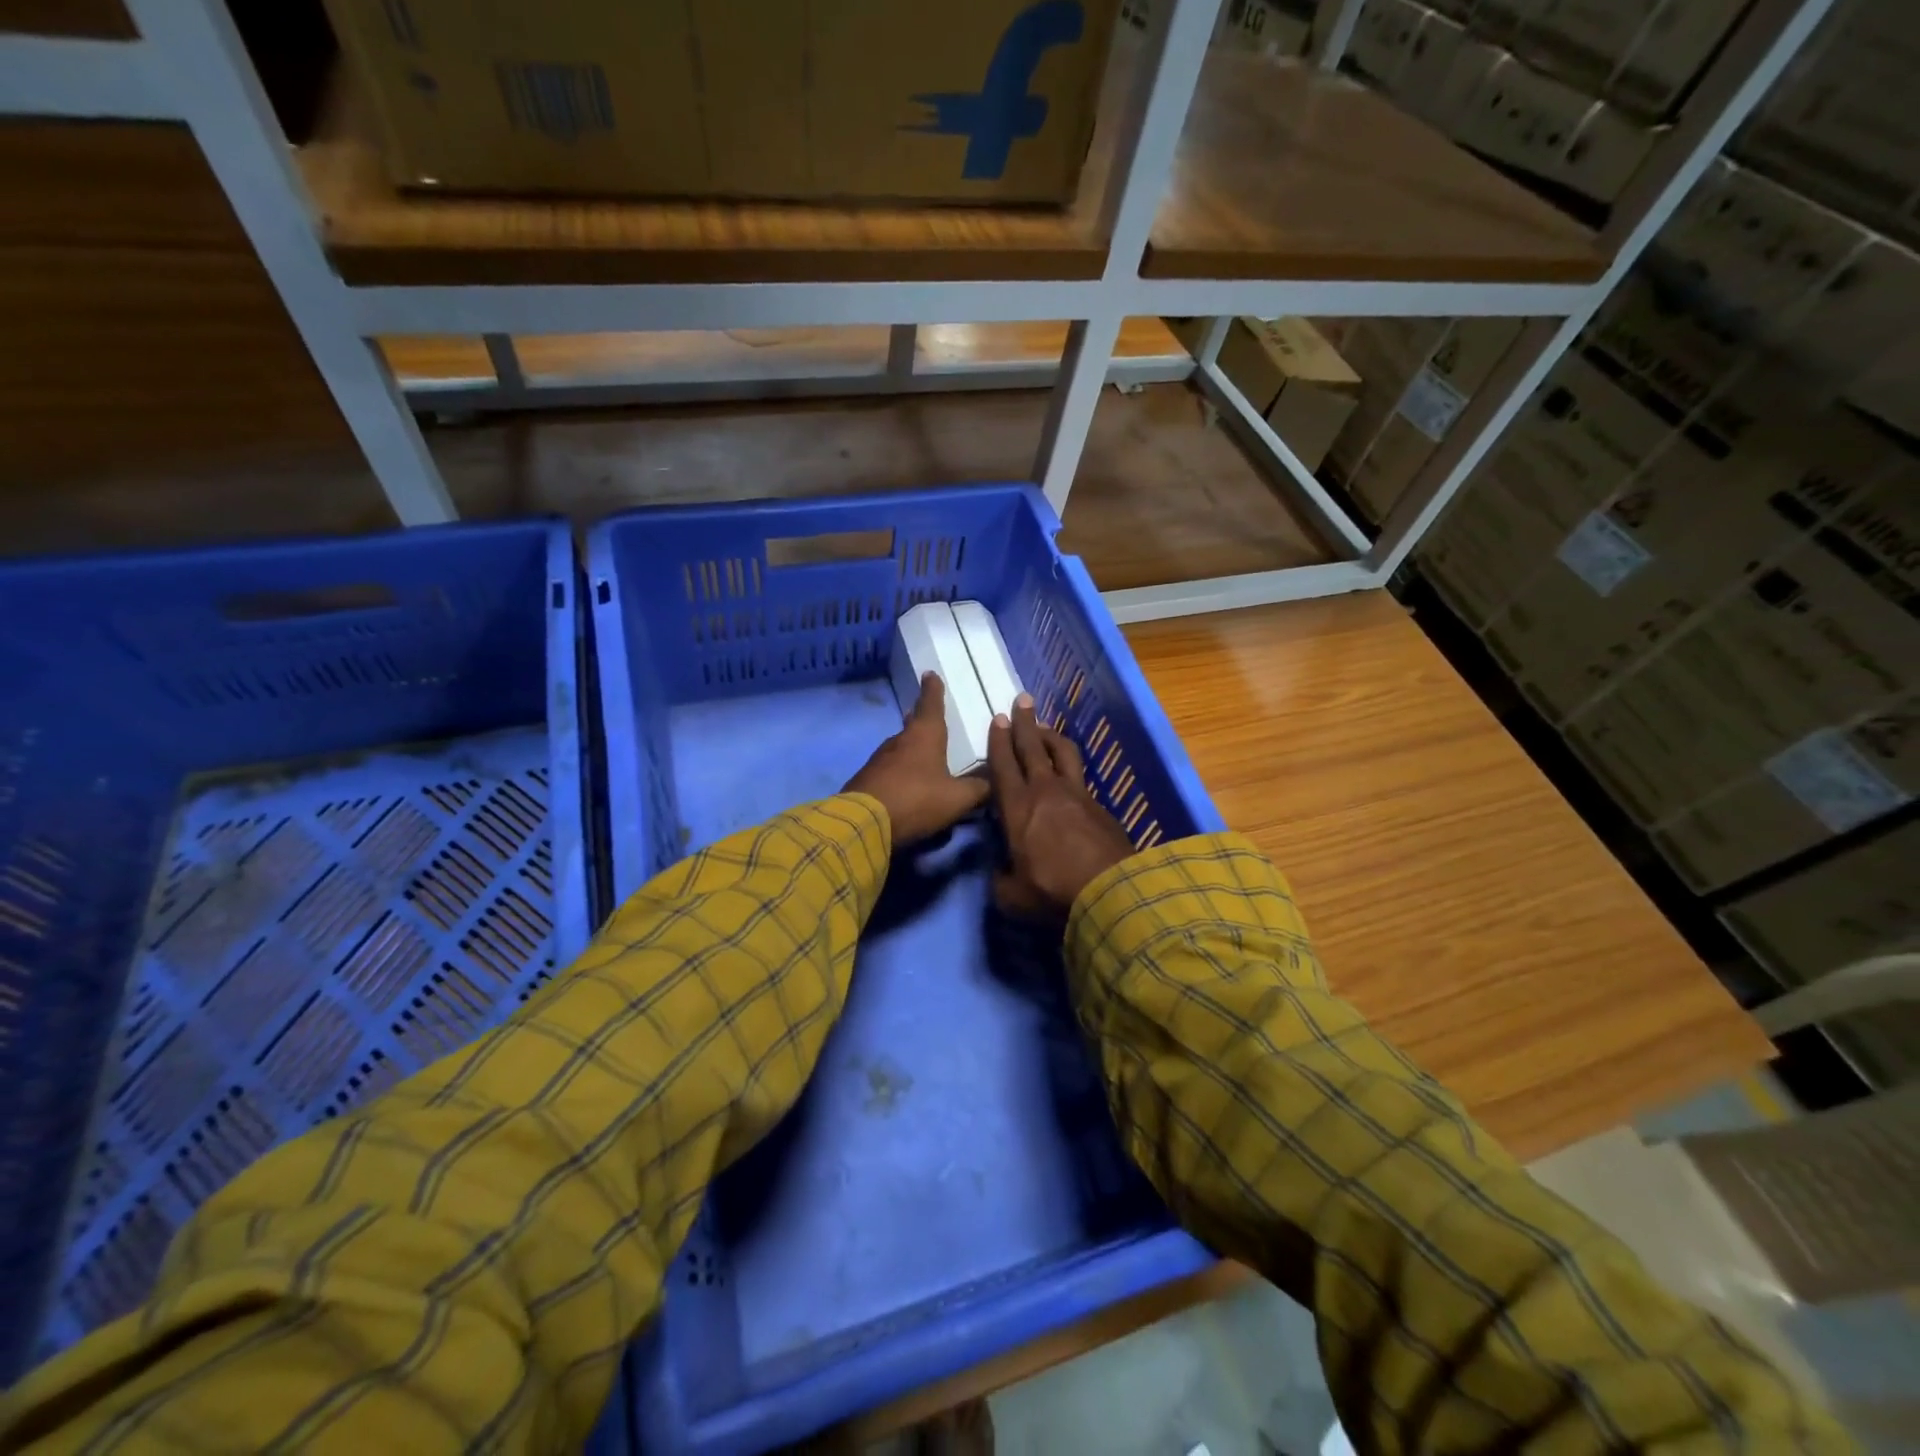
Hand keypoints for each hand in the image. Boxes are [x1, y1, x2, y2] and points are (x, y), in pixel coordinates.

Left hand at [845, 673, 990, 844]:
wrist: (863, 823)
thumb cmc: (916, 800)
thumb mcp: (957, 798)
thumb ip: (978, 789)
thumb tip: (994, 782)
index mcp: (924, 736)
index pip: (931, 704)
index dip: (933, 690)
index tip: (930, 674)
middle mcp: (900, 741)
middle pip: (912, 724)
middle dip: (920, 719)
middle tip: (927, 716)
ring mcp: (879, 760)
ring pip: (899, 747)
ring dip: (909, 748)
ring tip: (921, 753)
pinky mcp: (866, 779)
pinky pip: (888, 769)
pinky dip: (898, 771)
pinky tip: (905, 783)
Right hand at [988, 695, 1136, 917]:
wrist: (1110, 890)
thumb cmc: (1052, 891)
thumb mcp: (1011, 895)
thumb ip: (1000, 879)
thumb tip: (999, 872)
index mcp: (1016, 807)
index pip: (1003, 765)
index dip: (999, 741)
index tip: (999, 719)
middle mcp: (1045, 790)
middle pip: (1032, 747)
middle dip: (1025, 722)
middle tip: (1022, 700)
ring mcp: (1076, 794)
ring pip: (1061, 752)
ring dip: (1050, 736)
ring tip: (1044, 727)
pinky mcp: (1099, 805)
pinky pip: (1080, 775)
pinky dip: (1069, 766)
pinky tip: (1068, 772)